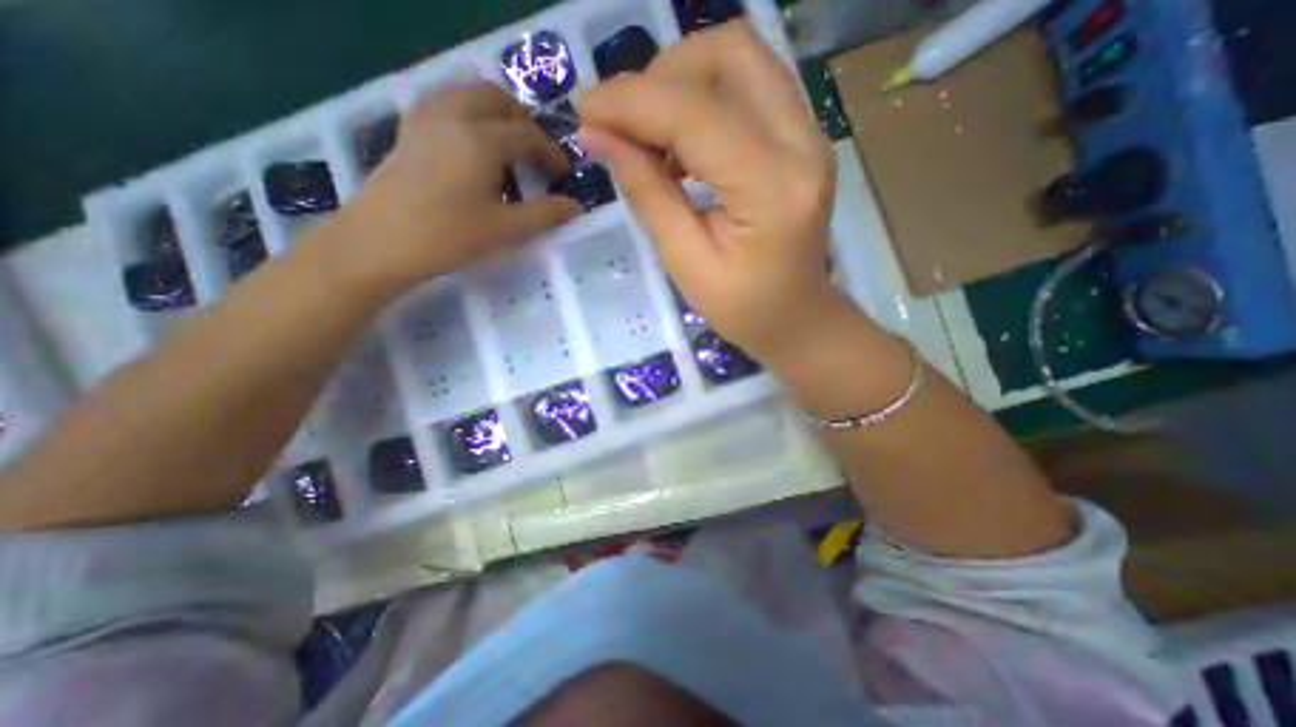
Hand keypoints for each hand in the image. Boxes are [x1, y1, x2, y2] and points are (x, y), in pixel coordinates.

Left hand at [320, 85, 586, 297]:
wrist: (380, 242)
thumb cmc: (449, 236)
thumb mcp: (505, 229)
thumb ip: (545, 214)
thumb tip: (575, 207)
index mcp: (482, 138)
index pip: (528, 134)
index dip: (551, 153)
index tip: (562, 174)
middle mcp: (454, 114)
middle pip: (498, 99)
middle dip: (524, 122)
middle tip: (537, 155)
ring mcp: (426, 117)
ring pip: (469, 94)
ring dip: (497, 114)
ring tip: (509, 148)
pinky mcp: (409, 128)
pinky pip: (446, 103)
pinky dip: (470, 115)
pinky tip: (474, 146)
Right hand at [573, 20, 840, 365]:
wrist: (798, 319)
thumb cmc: (744, 309)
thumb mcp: (687, 263)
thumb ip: (647, 194)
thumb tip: (598, 137)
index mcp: (773, 190)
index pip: (696, 114)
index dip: (632, 101)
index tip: (584, 109)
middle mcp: (803, 145)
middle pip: (730, 54)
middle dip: (661, 77)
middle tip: (624, 125)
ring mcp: (810, 135)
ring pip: (741, 59)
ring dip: (681, 82)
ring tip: (649, 136)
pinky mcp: (802, 137)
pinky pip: (750, 85)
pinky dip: (703, 97)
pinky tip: (680, 143)